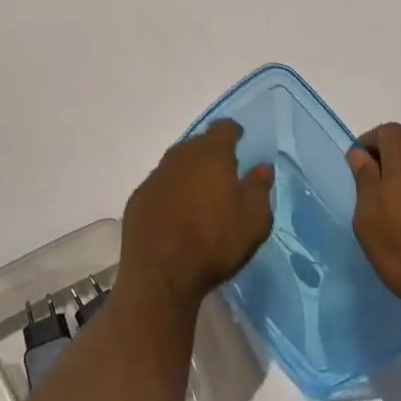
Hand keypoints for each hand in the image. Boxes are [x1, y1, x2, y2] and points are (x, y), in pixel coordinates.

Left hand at [120, 121, 274, 308]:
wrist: (160, 272)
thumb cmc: (214, 243)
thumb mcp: (253, 220)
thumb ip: (259, 188)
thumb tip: (262, 166)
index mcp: (211, 155)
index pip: (222, 128)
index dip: (232, 131)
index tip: (239, 138)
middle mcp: (180, 157)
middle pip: (197, 143)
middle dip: (210, 151)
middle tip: (222, 169)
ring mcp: (155, 176)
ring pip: (176, 163)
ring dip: (188, 171)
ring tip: (200, 190)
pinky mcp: (139, 197)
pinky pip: (160, 185)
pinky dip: (170, 190)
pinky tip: (176, 210)